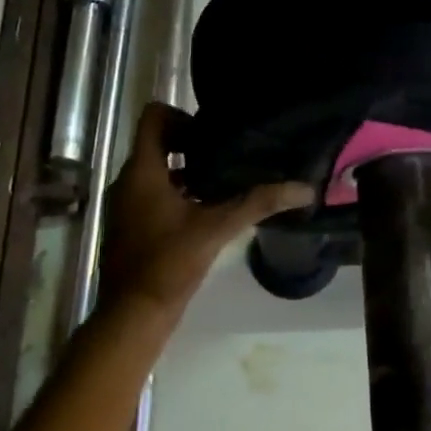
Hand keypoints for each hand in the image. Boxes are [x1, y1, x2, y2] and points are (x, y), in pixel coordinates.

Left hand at [100, 103, 313, 317]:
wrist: (133, 313)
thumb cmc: (169, 263)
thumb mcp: (217, 228)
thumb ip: (258, 204)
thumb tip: (304, 189)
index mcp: (142, 171)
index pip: (154, 117)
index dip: (183, 116)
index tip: (214, 136)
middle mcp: (128, 181)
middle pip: (158, 144)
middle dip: (193, 146)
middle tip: (229, 157)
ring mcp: (126, 205)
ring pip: (157, 172)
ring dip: (187, 173)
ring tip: (224, 184)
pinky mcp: (130, 226)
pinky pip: (153, 195)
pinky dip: (178, 195)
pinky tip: (207, 213)